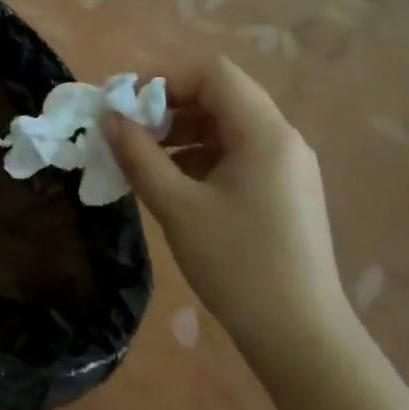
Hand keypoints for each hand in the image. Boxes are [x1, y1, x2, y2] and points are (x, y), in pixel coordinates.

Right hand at [106, 56, 351, 374]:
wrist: (299, 335)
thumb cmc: (237, 265)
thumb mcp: (177, 207)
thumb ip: (139, 156)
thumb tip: (108, 118)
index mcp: (264, 133)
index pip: (213, 74)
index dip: (164, 78)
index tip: (125, 104)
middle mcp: (282, 139)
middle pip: (221, 95)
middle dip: (169, 104)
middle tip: (128, 129)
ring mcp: (286, 166)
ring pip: (227, 125)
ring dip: (182, 130)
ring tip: (142, 156)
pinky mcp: (282, 191)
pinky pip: (236, 153)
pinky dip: (200, 155)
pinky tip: (171, 181)